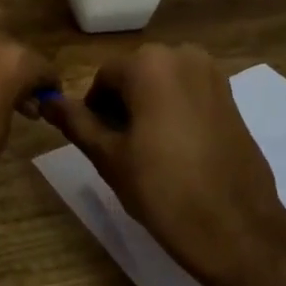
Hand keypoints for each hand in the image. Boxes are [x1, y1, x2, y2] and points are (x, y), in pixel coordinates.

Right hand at [42, 43, 285, 285]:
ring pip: (162, 84)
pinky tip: (176, 150)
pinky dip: (174, 112)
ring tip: (147, 152)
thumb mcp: (109, 157)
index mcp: (149, 64)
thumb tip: (47, 101)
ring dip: (148, 108)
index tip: (97, 143)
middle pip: (135, 76)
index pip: (104, 78)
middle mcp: (183, 55)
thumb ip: (76, 123)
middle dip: (122, 106)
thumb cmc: (164, 191)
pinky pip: (188, 93)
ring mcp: (212, 75)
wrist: (237, 229)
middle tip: (120, 150)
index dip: (94, 110)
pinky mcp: (231, 97)